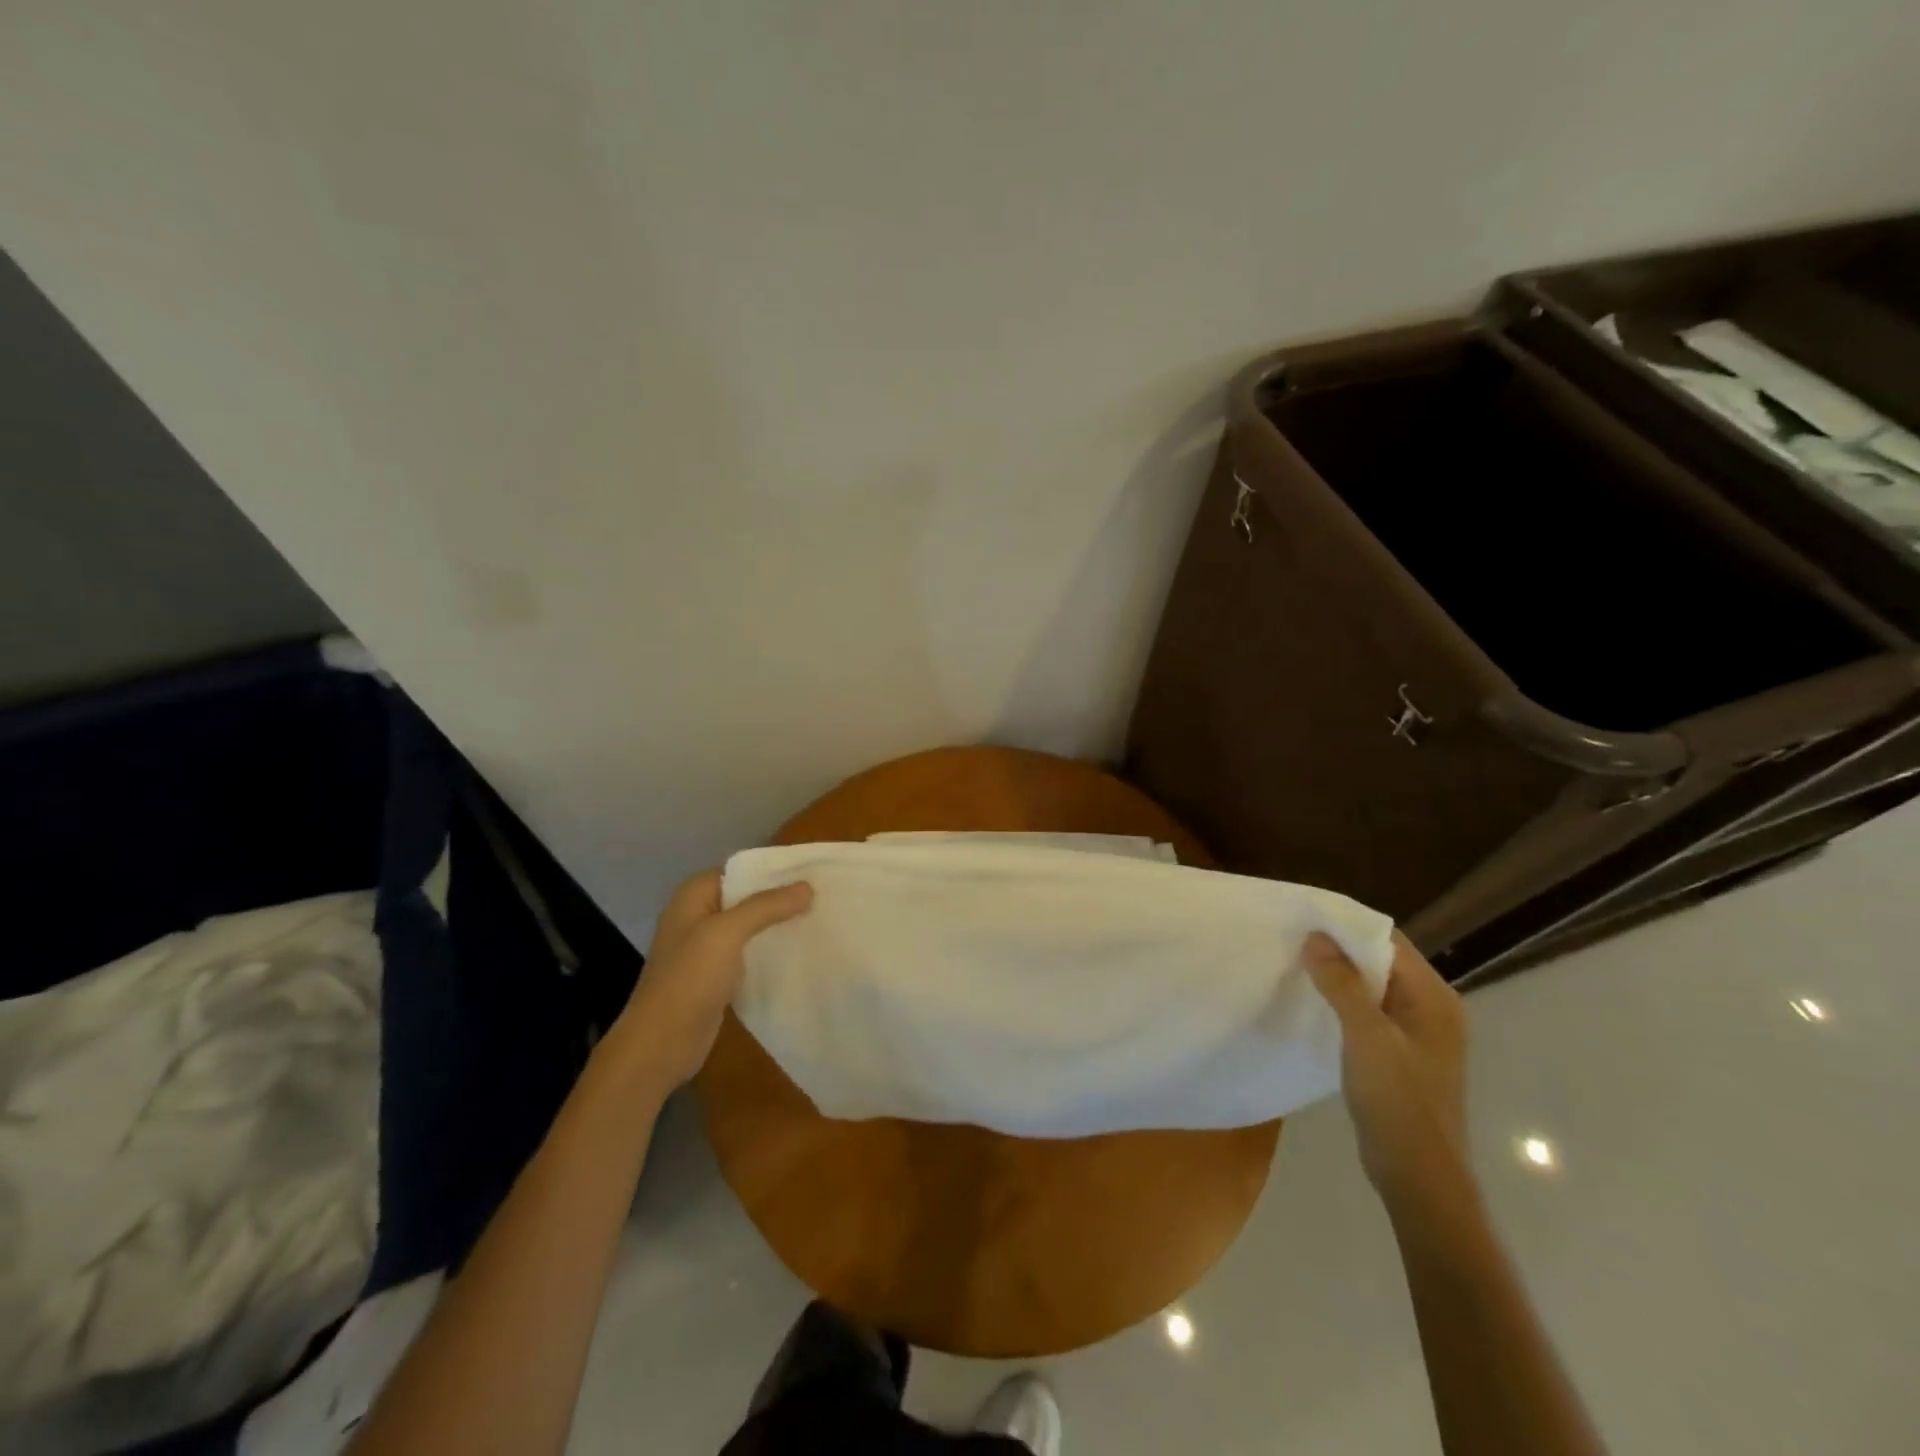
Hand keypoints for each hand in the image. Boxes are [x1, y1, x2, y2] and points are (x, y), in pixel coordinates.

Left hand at [613, 869, 812, 1094]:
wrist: (660, 1044)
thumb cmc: (689, 979)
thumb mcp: (727, 933)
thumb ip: (766, 906)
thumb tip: (807, 887)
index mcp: (694, 896)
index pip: (740, 870)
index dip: (774, 869)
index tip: (812, 872)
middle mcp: (699, 915)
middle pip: (747, 897)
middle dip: (781, 897)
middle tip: (823, 896)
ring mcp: (706, 947)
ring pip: (750, 925)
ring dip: (778, 923)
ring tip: (819, 918)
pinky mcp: (717, 975)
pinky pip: (749, 952)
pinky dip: (770, 949)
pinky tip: (799, 950)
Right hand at [1304, 930, 1472, 1215]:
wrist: (1419, 1176)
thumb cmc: (1398, 1100)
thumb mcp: (1366, 1036)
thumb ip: (1342, 984)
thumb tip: (1316, 938)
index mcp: (1434, 998)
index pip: (1389, 941)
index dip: (1347, 927)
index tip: (1305, 918)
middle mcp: (1431, 1009)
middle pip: (1380, 962)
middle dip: (1339, 951)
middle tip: (1293, 941)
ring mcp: (1417, 1034)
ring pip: (1372, 988)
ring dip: (1339, 978)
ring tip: (1296, 966)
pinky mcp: (1401, 1055)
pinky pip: (1370, 1013)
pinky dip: (1344, 1004)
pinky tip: (1314, 1005)